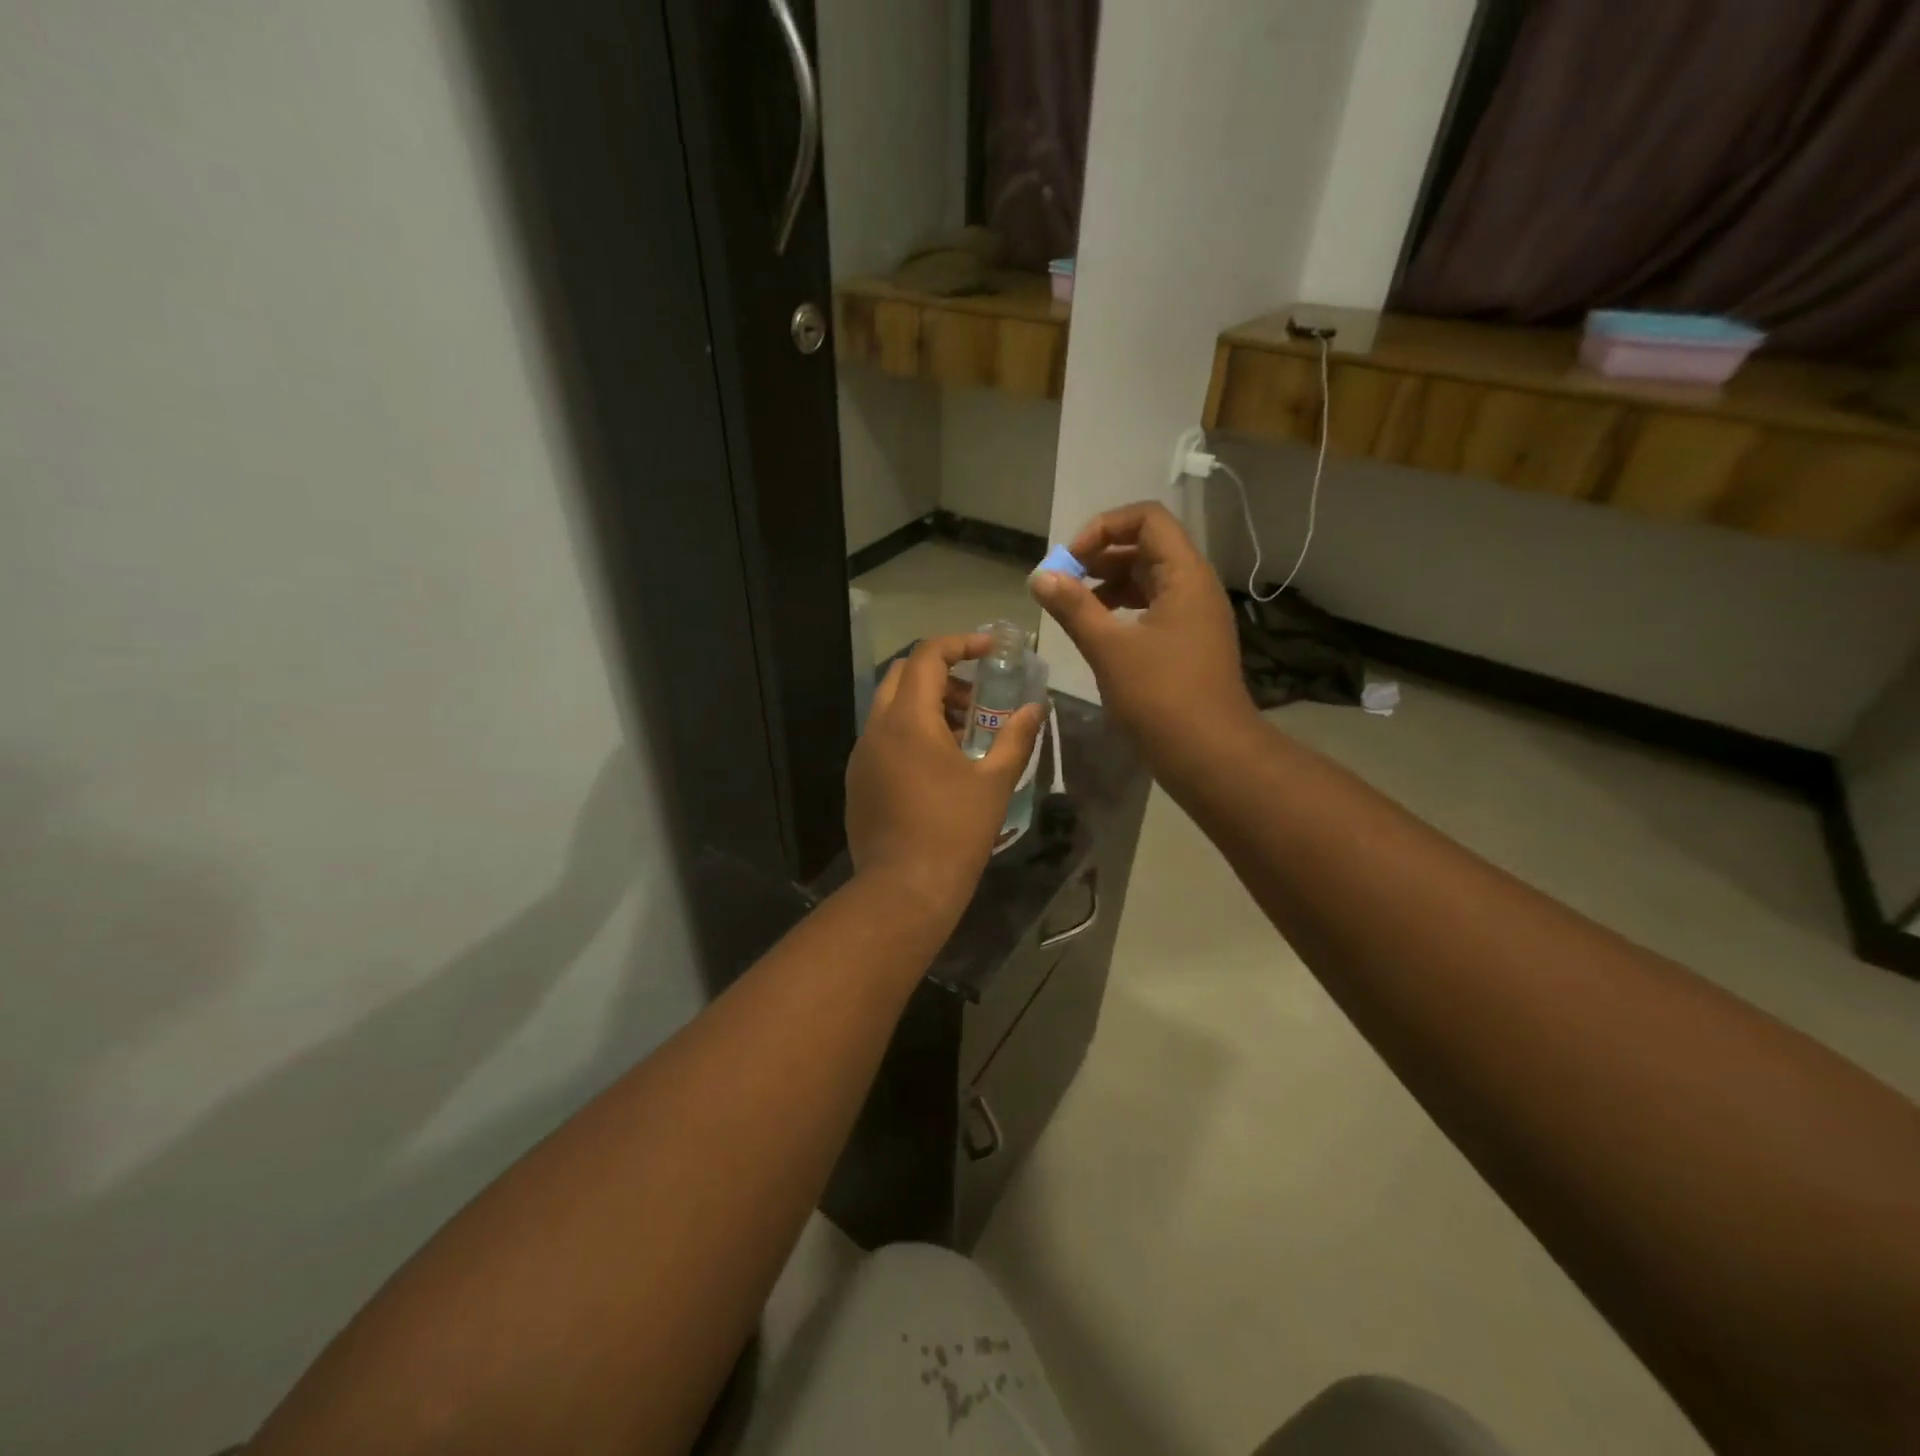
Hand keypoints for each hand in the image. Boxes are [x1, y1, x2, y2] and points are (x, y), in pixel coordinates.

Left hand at [846, 633, 1043, 923]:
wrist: (904, 889)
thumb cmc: (955, 831)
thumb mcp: (994, 782)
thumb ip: (1016, 737)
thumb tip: (1036, 708)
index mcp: (908, 720)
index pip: (927, 656)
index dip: (960, 644)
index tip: (990, 650)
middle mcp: (876, 728)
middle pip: (903, 675)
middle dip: (942, 674)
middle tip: (977, 698)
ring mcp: (861, 755)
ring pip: (890, 708)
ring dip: (926, 705)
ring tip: (965, 734)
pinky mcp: (857, 780)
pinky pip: (882, 738)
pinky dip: (910, 732)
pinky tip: (938, 766)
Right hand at [1030, 501, 1255, 761]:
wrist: (1210, 754)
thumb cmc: (1161, 696)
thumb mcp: (1109, 648)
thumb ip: (1073, 607)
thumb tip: (1039, 576)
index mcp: (1185, 575)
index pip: (1147, 519)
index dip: (1104, 528)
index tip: (1070, 560)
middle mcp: (1194, 586)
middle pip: (1146, 547)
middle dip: (1100, 557)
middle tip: (1063, 582)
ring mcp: (1194, 616)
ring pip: (1148, 580)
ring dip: (1108, 584)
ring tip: (1073, 606)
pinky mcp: (1188, 643)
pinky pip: (1152, 609)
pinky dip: (1122, 610)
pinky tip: (1097, 632)